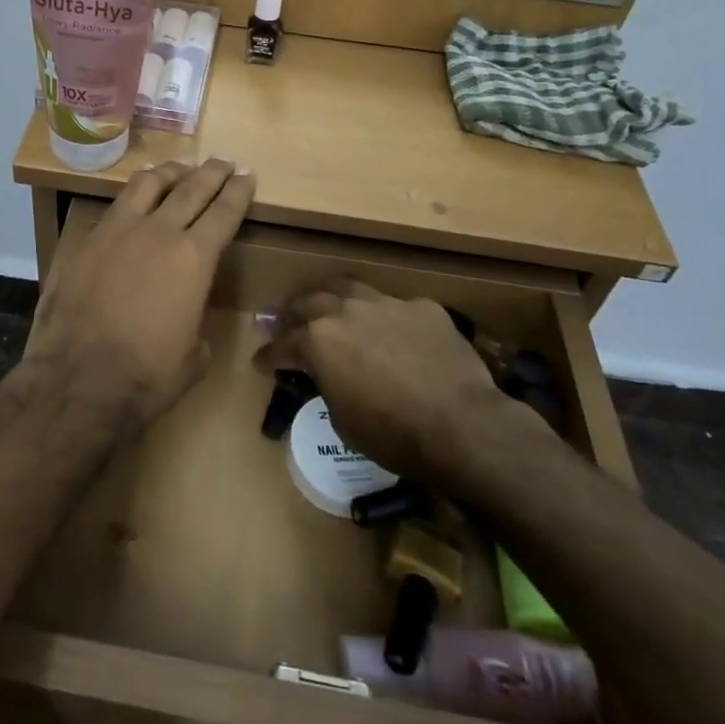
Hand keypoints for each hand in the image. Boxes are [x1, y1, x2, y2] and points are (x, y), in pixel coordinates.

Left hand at [26, 160, 255, 430]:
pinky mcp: (84, 240)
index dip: (238, 191)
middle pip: (190, 187)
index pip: (224, 211)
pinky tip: (133, 202)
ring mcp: (116, 230)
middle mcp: (158, 231)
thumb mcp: (193, 357)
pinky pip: (113, 206)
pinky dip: (131, 198)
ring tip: (178, 168)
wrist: (77, 379)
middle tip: (223, 160)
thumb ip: (197, 325)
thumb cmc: (146, 376)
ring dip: (168, 172)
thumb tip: (189, 320)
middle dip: (211, 172)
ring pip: (147, 184)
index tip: (247, 174)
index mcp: (194, 258)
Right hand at [255, 281, 545, 489]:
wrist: (463, 426)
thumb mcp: (344, 421)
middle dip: (293, 314)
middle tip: (288, 324)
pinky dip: (384, 317)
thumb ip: (328, 386)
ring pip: (348, 288)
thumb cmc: (395, 435)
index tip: (261, 363)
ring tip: (330, 306)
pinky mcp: (422, 307)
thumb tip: (330, 378)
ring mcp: (386, 303)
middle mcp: (345, 311)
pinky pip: (395, 306)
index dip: (268, 356)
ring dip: (333, 298)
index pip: (282, 345)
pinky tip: (392, 331)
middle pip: (308, 301)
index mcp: (318, 340)